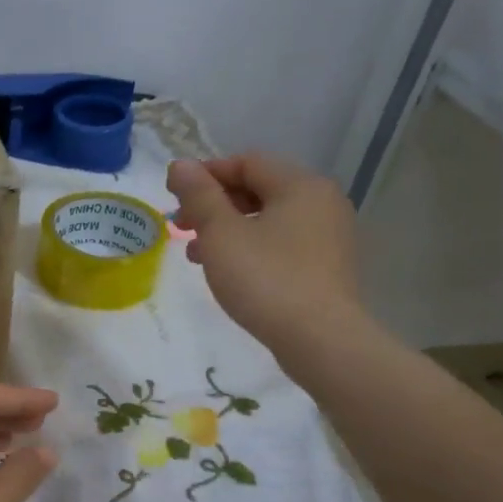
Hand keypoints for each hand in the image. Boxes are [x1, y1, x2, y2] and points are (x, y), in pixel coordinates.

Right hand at [166, 152, 361, 350]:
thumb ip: (199, 195)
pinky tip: (228, 272)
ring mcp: (328, 236)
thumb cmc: (265, 278)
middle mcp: (321, 202)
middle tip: (180, 226)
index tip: (173, 196)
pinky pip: (281, 244)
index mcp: (300, 185)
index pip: (247, 162)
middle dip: (214, 204)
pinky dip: (250, 248)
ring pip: (267, 219)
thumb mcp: (221, 233)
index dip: (206, 174)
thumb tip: (180, 165)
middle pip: (258, 189)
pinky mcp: (326, 267)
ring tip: (196, 255)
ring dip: (227, 229)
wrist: (318, 339)